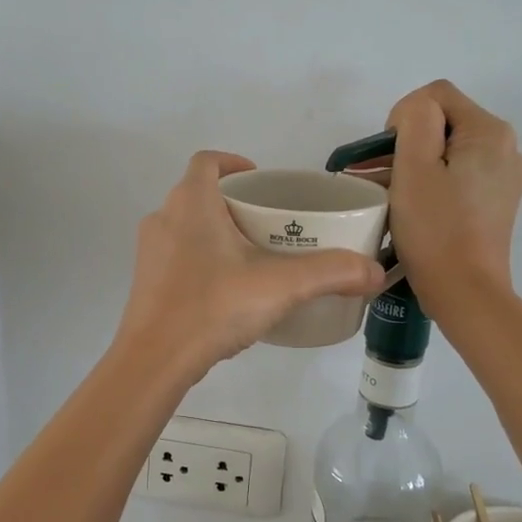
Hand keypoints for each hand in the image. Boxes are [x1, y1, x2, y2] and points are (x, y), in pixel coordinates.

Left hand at [115, 151, 385, 379]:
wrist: (154, 359)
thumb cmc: (214, 306)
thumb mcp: (281, 286)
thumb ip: (332, 273)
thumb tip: (376, 272)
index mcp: (192, 203)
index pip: (207, 161)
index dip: (233, 163)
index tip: (260, 182)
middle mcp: (164, 218)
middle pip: (199, 194)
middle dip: (233, 203)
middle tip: (269, 225)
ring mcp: (150, 252)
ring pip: (186, 226)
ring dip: (216, 232)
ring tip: (252, 257)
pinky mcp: (146, 282)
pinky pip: (177, 256)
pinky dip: (201, 260)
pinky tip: (226, 290)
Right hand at [384, 81, 521, 311]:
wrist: (465, 292)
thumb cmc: (435, 228)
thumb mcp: (415, 166)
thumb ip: (415, 119)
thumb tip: (414, 114)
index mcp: (490, 132)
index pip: (436, 95)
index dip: (402, 117)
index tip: (387, 156)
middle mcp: (506, 148)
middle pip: (443, 122)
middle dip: (405, 143)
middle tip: (374, 175)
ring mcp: (503, 177)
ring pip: (447, 151)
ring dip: (413, 164)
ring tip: (380, 191)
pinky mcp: (495, 202)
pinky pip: (456, 176)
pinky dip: (430, 182)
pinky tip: (407, 204)